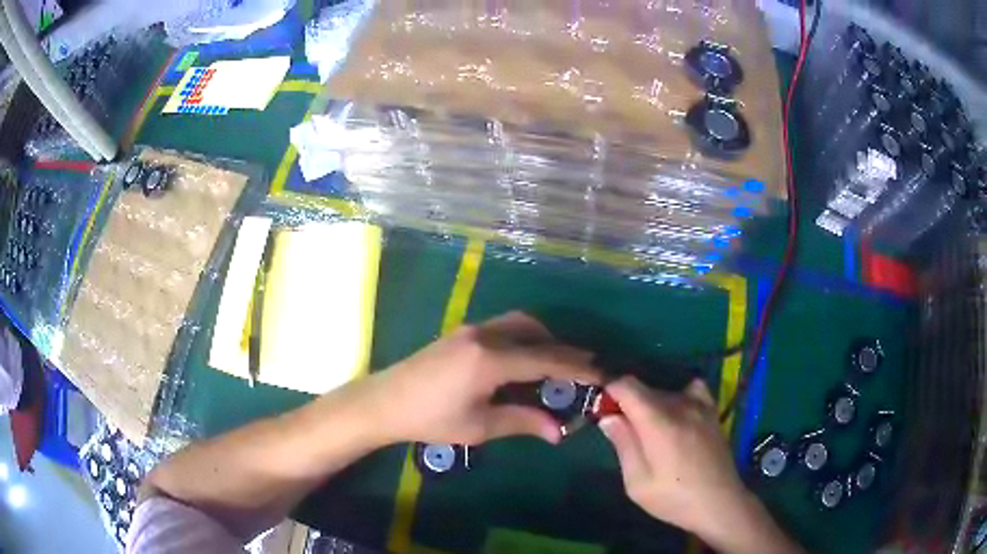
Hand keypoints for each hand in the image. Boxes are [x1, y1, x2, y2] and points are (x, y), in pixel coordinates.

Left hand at [364, 311, 600, 445]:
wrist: (385, 402)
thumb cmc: (430, 419)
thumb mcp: (479, 426)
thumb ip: (522, 422)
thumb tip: (560, 431)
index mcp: (491, 358)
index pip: (545, 359)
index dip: (577, 367)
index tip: (602, 374)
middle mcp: (484, 335)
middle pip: (536, 331)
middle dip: (564, 349)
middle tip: (585, 369)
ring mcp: (471, 329)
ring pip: (519, 324)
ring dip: (543, 340)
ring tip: (557, 367)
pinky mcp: (462, 333)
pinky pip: (504, 327)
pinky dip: (524, 339)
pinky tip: (525, 362)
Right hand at [599, 376, 802, 553]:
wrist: (718, 502)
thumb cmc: (673, 498)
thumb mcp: (637, 482)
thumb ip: (623, 445)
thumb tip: (608, 417)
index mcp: (658, 421)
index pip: (626, 384)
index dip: (608, 391)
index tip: (600, 409)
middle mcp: (679, 404)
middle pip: (644, 389)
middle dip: (627, 404)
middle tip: (622, 431)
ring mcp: (699, 405)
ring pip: (664, 391)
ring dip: (650, 405)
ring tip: (650, 432)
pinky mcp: (711, 410)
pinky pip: (690, 389)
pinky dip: (678, 395)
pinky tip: (677, 415)